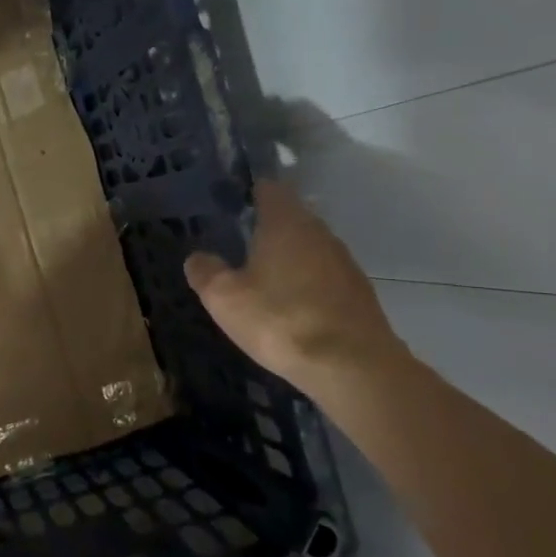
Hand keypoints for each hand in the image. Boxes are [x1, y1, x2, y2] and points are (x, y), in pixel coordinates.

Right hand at [185, 180, 404, 390]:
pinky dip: (306, 284)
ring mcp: (344, 263)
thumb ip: (205, 271)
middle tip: (238, 246)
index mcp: (286, 223)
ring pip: (309, 249)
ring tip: (261, 279)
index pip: (270, 189)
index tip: (232, 205)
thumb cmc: (280, 319)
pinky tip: (290, 307)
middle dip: (267, 228)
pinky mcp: (358, 294)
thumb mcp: (224, 297)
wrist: (351, 367)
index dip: (250, 192)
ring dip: (288, 258)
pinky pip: (324, 277)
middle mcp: (320, 234)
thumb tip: (197, 257)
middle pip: (291, 218)